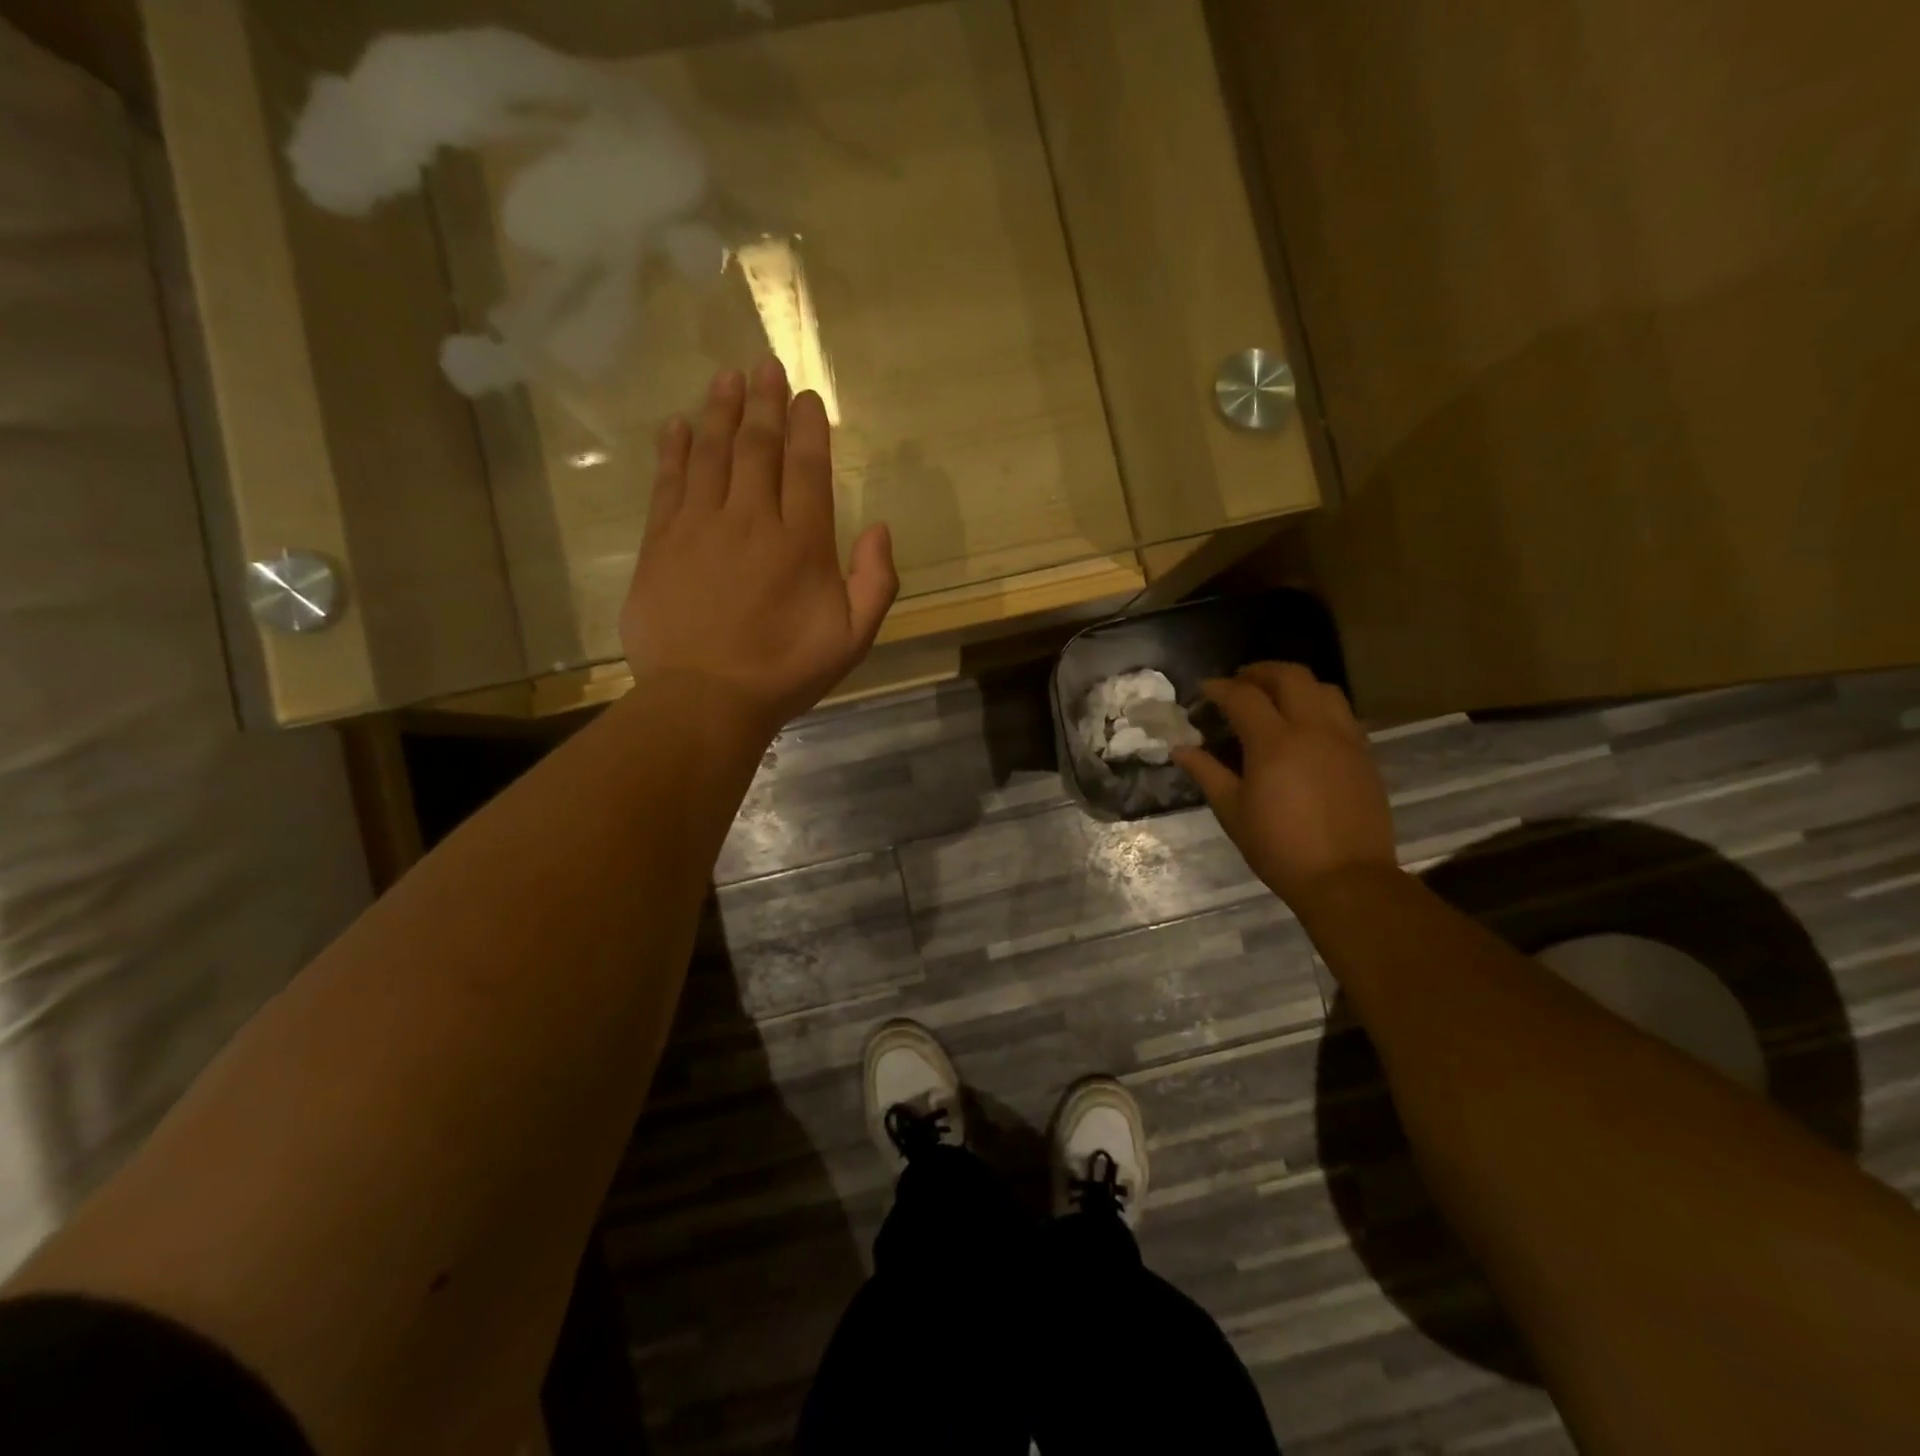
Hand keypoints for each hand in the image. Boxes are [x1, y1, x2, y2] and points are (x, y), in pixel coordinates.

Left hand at [620, 359, 897, 740]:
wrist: (705, 699)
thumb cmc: (785, 672)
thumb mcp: (853, 639)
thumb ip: (877, 582)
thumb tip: (880, 527)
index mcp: (802, 543)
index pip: (807, 467)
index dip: (808, 427)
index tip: (806, 397)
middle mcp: (751, 520)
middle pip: (758, 447)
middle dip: (764, 402)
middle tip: (765, 365)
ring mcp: (700, 526)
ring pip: (713, 453)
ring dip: (721, 411)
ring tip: (727, 377)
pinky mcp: (660, 542)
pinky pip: (669, 482)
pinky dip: (675, 449)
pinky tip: (679, 425)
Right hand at [1172, 663, 1397, 905]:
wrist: (1346, 878)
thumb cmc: (1279, 847)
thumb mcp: (1232, 811)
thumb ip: (1206, 773)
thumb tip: (1180, 749)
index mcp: (1274, 742)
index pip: (1243, 696)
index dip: (1220, 687)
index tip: (1204, 689)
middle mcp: (1312, 729)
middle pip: (1290, 677)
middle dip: (1260, 671)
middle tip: (1240, 682)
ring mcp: (1344, 739)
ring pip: (1323, 688)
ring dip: (1295, 684)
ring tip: (1275, 697)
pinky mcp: (1364, 755)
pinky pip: (1342, 713)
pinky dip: (1319, 705)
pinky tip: (1306, 725)